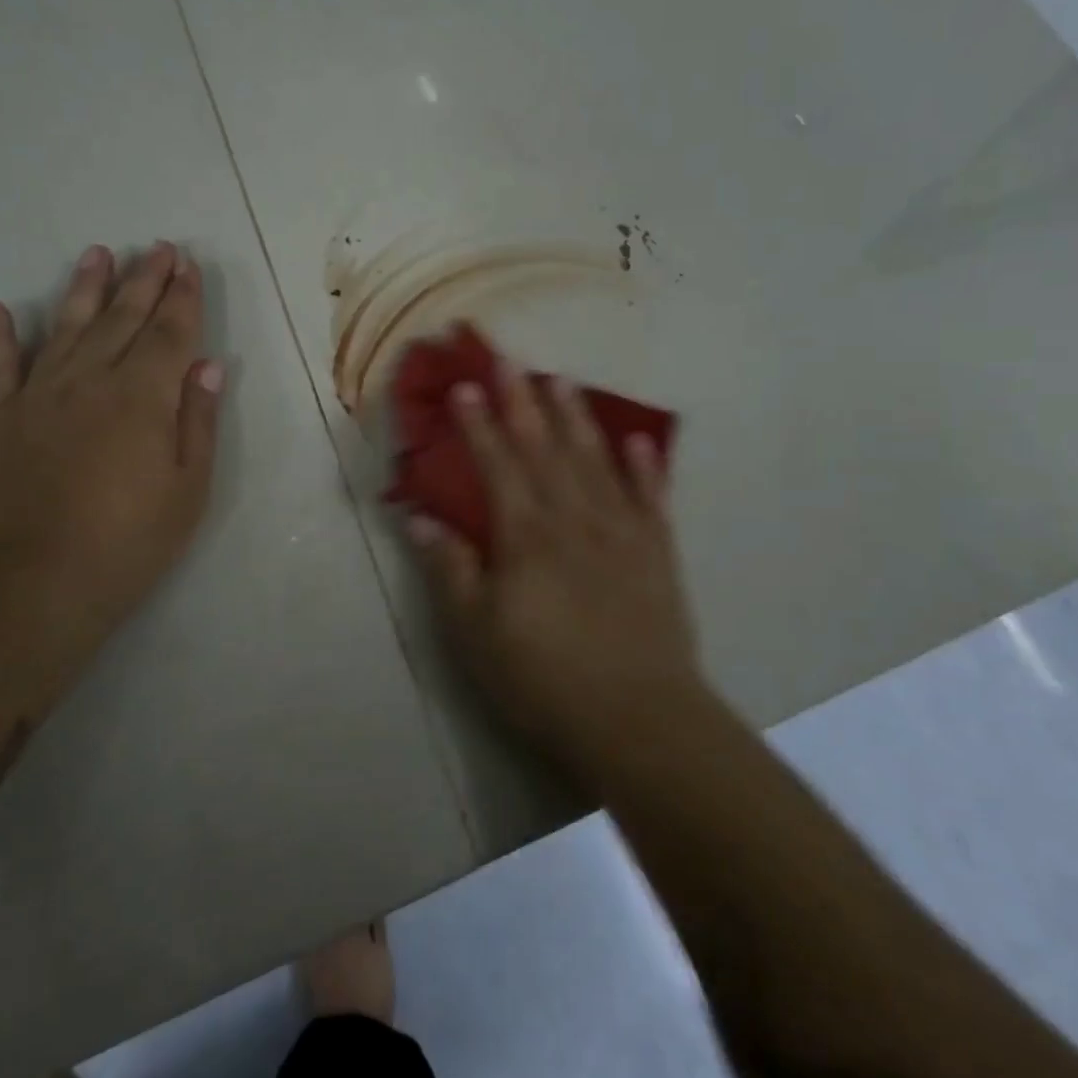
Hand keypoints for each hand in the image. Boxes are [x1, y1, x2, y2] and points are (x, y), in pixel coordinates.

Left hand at [0, 241, 224, 634]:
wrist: (30, 585)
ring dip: (84, 289)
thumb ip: (198, 421)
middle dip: (144, 280)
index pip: (169, 332)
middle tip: (156, 247)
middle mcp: (91, 381)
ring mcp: (38, 396)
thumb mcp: (189, 489)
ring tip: (97, 254)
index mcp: (144, 397)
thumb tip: (207, 365)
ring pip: (66, 327)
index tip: (187, 264)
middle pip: (122, 318)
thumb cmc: (128, 542)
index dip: (182, 297)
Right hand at [405, 363, 702, 771]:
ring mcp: (621, 531)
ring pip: (595, 460)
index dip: (478, 424)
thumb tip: (420, 519)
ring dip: (576, 418)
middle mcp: (573, 518)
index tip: (465, 386)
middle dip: (522, 401)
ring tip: (562, 381)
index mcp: (526, 535)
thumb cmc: (544, 678)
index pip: (497, 465)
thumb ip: (450, 570)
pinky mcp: (657, 552)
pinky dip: (644, 466)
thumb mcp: (476, 633)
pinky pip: (650, 498)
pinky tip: (637, 440)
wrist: (639, 718)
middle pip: (544, 448)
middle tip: (510, 359)